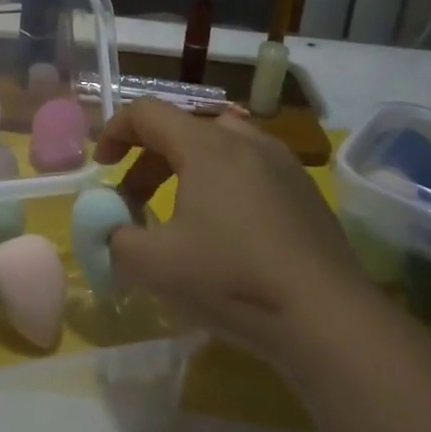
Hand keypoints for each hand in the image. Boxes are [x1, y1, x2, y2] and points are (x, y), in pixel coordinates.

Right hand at [97, 97, 370, 370]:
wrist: (328, 319)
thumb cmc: (233, 280)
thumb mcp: (153, 266)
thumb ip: (115, 239)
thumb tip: (110, 230)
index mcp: (205, 145)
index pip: (146, 112)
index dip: (115, 131)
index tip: (102, 164)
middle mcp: (245, 140)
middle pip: (182, 128)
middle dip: (147, 159)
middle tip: (133, 199)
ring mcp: (282, 163)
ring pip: (219, 147)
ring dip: (186, 169)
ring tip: (178, 211)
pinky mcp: (305, 191)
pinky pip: (250, 169)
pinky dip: (222, 184)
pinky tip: (226, 230)